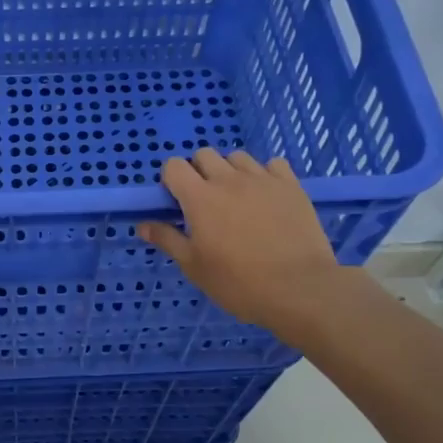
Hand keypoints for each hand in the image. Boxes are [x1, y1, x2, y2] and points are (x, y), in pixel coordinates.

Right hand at [137, 149, 371, 347]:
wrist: (299, 288)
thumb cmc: (238, 283)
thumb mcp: (194, 266)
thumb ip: (167, 240)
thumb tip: (143, 224)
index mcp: (199, 198)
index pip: (173, 166)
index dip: (171, 179)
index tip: (177, 202)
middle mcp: (228, 180)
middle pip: (204, 154)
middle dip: (198, 171)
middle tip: (205, 202)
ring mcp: (263, 179)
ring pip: (238, 157)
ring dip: (230, 171)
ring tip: (237, 198)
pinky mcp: (291, 185)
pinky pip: (273, 164)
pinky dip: (265, 175)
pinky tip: (267, 197)